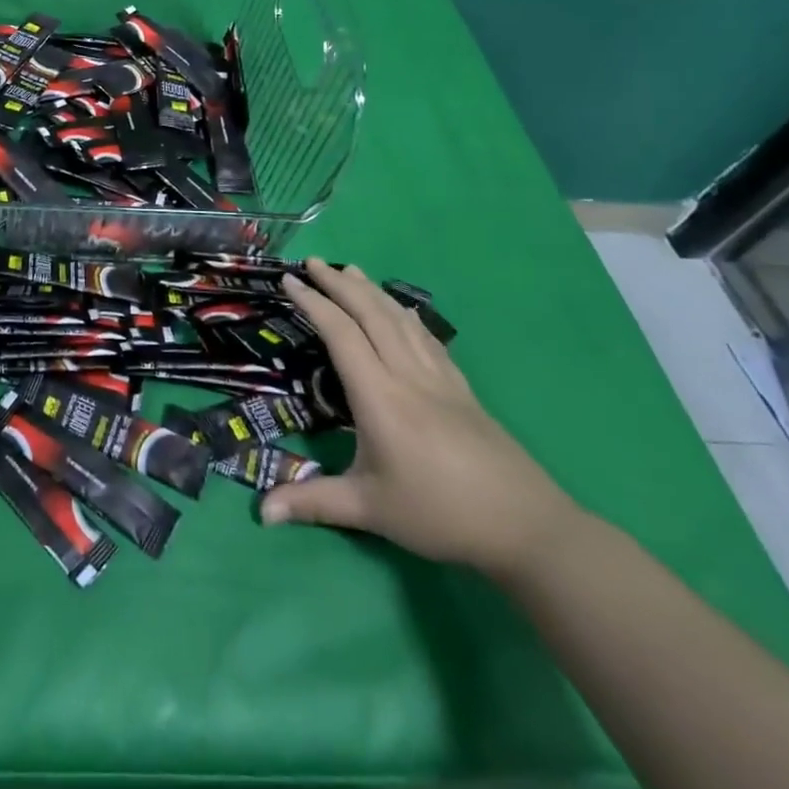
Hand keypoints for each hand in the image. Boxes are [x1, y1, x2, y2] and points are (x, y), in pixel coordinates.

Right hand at [261, 258, 578, 576]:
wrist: (526, 527)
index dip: (314, 303)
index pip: (341, 334)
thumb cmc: (439, 514)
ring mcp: (439, 378)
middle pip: (371, 314)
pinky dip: (405, 314)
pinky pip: (426, 337)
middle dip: (339, 284)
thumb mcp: (370, 510)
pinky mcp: (461, 388)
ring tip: (350, 270)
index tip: (290, 280)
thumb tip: (262, 513)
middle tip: (312, 261)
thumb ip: (313, 503)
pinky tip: (401, 310)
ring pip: (400, 320)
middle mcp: (407, 375)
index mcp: (380, 397)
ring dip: (371, 290)